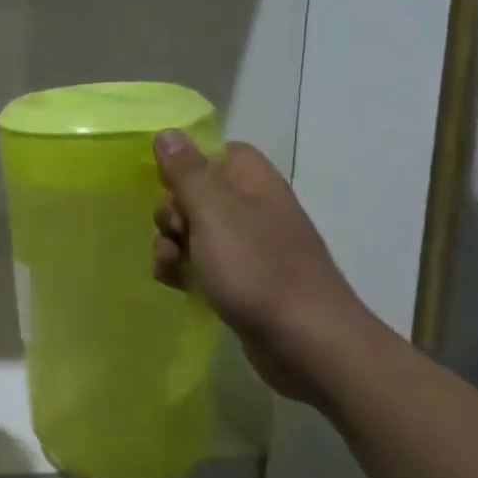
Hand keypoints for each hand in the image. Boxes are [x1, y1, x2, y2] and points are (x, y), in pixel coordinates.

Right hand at [152, 131, 373, 403]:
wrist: (308, 345)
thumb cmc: (258, 270)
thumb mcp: (213, 214)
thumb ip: (187, 172)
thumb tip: (168, 132)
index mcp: (253, 183)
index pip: (218, 152)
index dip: (189, 165)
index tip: (169, 186)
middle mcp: (254, 210)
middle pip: (196, 194)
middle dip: (171, 214)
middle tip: (175, 234)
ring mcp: (250, 248)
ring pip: (193, 232)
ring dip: (171, 246)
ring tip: (172, 268)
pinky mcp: (243, 282)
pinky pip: (202, 264)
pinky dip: (185, 272)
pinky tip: (179, 287)